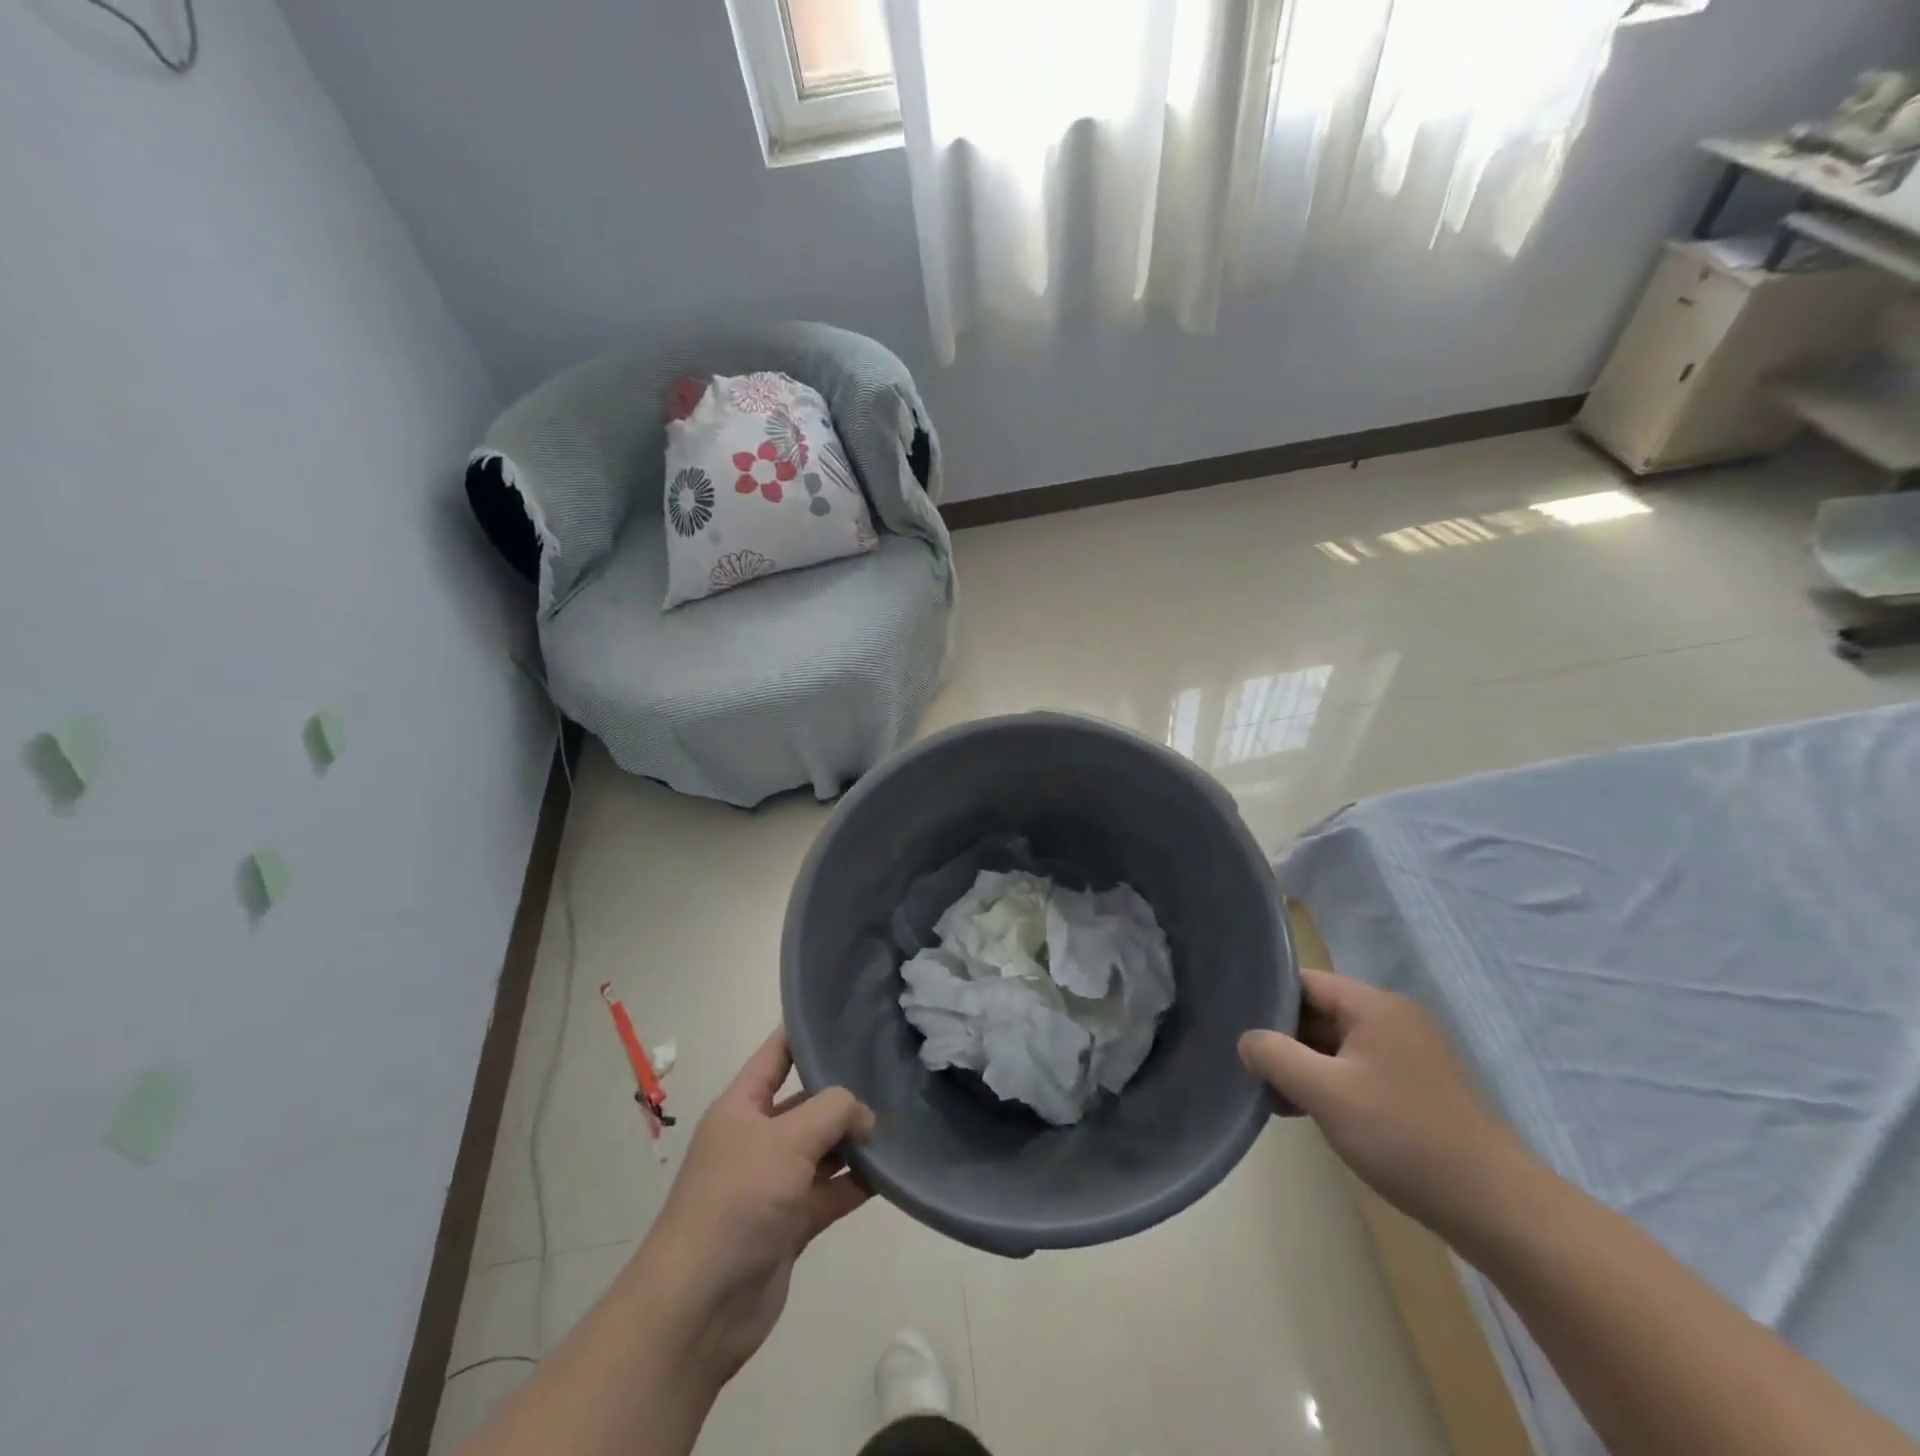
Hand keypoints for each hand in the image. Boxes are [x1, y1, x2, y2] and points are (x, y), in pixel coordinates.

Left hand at [639, 1029, 875, 1385]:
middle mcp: (758, 1137)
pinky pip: (832, 1191)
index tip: (849, 1014)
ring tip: (902, 1118)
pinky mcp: (792, 1223)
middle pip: (807, 1101)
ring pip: (824, 1148)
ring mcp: (775, 1182)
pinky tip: (894, 1169)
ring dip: (856, 1139)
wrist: (699, 1308)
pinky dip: (858, 1182)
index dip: (807, 1032)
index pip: (777, 1054)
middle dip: (844, 1090)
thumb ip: (833, 1111)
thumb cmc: (737, 1201)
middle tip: (893, 1070)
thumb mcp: (786, 1139)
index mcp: (742, 1106)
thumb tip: (865, 1115)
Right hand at [1239, 970, 1533, 1243]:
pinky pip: (1359, 1069)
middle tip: (1249, 1068)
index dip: (1267, 1000)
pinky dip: (1331, 1083)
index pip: (1304, 982)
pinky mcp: (1418, 1086)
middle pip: (1320, 1012)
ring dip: (1305, 1066)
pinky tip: (1310, 1113)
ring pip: (1337, 1044)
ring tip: (1273, 1096)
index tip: (1236, 1027)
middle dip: (1283, 1039)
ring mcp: (1410, 1053)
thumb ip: (1276, 1056)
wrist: (1496, 1208)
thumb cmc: (1403, 1137)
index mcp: (1374, 1005)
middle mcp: (1393, 1018)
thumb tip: (1247, 1039)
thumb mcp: (1325, 1093)